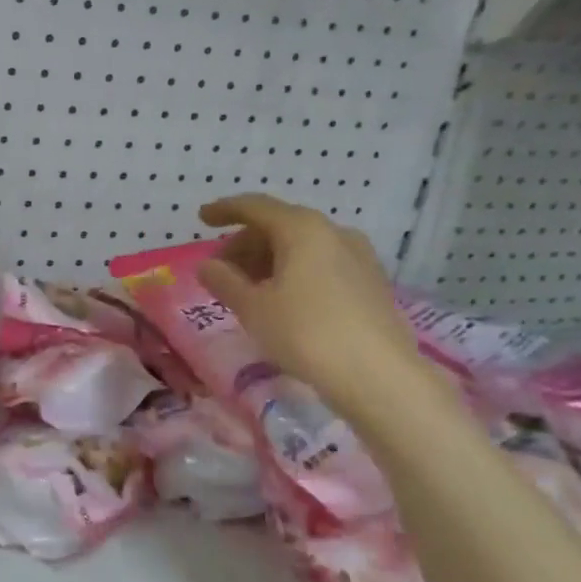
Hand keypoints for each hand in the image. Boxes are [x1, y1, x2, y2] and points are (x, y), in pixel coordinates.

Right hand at [196, 194, 431, 423]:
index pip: (255, 206)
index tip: (202, 218)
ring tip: (249, 291)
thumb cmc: (305, 333)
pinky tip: (284, 301)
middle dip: (245, 244)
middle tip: (221, 271)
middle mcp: (334, 232)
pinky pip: (322, 264)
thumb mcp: (253, 308)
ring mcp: (358, 256)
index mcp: (302, 229)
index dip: (225, 210)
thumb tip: (206, 266)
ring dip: (269, 261)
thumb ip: (225, 281)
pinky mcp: (371, 283)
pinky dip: (295, 273)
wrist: (378, 375)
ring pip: (302, 247)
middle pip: (279, 226)